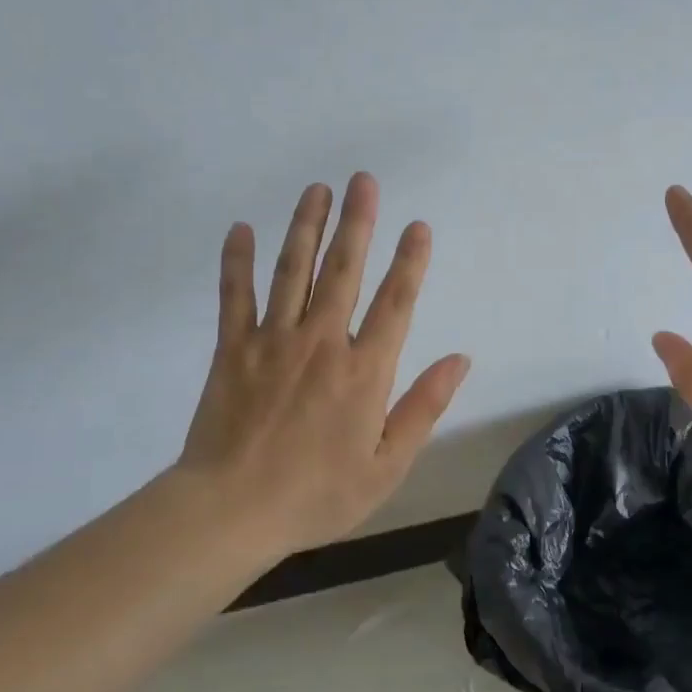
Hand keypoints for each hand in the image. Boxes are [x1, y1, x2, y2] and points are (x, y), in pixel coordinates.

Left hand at [172, 173, 470, 558]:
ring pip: (292, 271)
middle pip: (343, 272)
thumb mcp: (386, 465)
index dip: (409, 262)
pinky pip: (235, 296)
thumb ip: (424, 407)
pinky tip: (241, 229)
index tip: (418, 226)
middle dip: (357, 223)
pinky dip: (237, 261)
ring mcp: (272, 341)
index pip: (396, 304)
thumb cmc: (317, 495)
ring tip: (316, 189)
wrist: (232, 511)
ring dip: (307, 227)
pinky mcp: (231, 350)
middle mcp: (322, 343)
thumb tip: (460, 359)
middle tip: (362, 180)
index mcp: (364, 372)